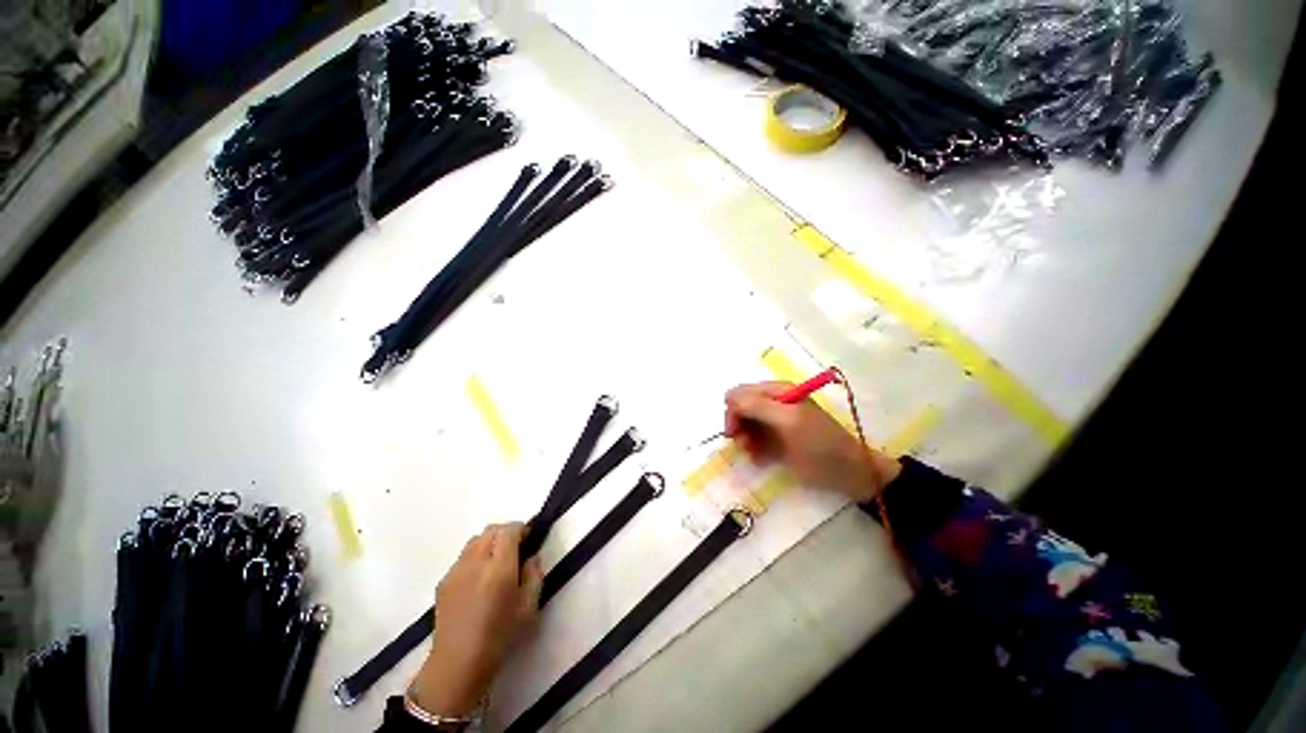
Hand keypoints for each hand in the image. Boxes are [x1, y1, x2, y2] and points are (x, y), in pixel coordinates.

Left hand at [411, 522, 543, 716]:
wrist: (457, 666)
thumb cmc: (499, 637)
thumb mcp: (529, 607)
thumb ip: (535, 574)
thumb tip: (532, 556)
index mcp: (499, 568)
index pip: (509, 530)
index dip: (521, 528)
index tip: (529, 538)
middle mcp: (475, 562)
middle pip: (491, 530)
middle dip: (506, 533)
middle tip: (516, 549)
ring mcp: (456, 571)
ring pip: (475, 540)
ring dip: (489, 542)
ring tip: (496, 562)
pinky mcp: (443, 582)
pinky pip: (462, 557)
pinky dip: (475, 556)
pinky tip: (479, 579)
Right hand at [724, 381, 900, 502]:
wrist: (849, 473)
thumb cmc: (820, 445)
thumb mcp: (788, 421)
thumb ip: (757, 406)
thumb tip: (728, 397)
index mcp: (778, 390)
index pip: (740, 393)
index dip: (733, 411)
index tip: (734, 433)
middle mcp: (774, 402)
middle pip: (740, 408)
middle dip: (739, 427)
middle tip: (744, 446)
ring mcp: (775, 421)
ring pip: (744, 425)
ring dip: (745, 440)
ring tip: (754, 455)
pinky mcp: (777, 438)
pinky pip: (754, 439)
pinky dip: (753, 448)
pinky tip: (760, 459)